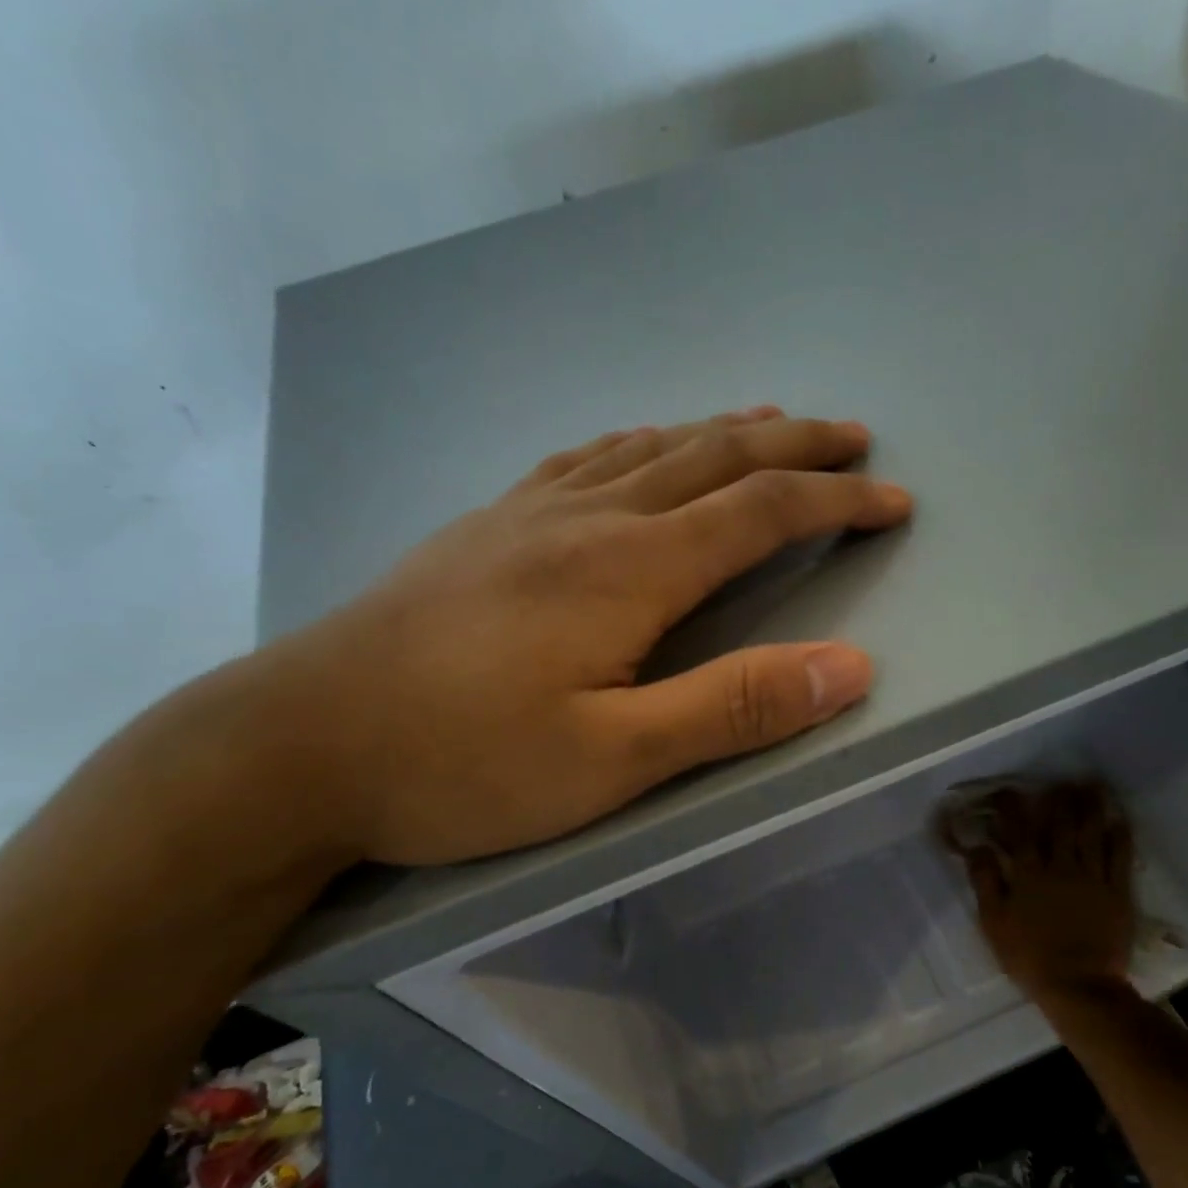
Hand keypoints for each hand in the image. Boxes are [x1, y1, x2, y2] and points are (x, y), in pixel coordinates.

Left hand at [271, 407, 912, 865]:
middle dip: (795, 448)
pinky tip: (639, 445)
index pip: (760, 513)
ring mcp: (527, 513)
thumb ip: (732, 709)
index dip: (834, 503)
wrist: (295, 744)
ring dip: (722, 432)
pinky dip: (638, 442)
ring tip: (769, 423)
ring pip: (649, 447)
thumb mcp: (611, 761)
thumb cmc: (461, 764)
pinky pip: (582, 458)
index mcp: (629, 569)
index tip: (892, 501)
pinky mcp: (485, 527)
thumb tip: (849, 668)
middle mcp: (587, 518)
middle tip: (852, 438)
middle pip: (713, 458)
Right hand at [951, 783, 1135, 996]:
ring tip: (1093, 786)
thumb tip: (977, 847)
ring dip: (1091, 807)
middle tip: (1061, 781)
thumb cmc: (1029, 956)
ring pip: (1091, 833)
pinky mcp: (1117, 893)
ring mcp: (1092, 878)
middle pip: (1059, 824)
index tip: (1007, 791)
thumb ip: (985, 881)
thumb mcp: (993, 922)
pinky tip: (1120, 820)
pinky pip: (1119, 857)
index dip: (1012, 807)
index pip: (1018, 830)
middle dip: (1059, 799)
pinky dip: (1120, 836)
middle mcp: (1060, 866)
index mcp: (1028, 873)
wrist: (1079, 986)